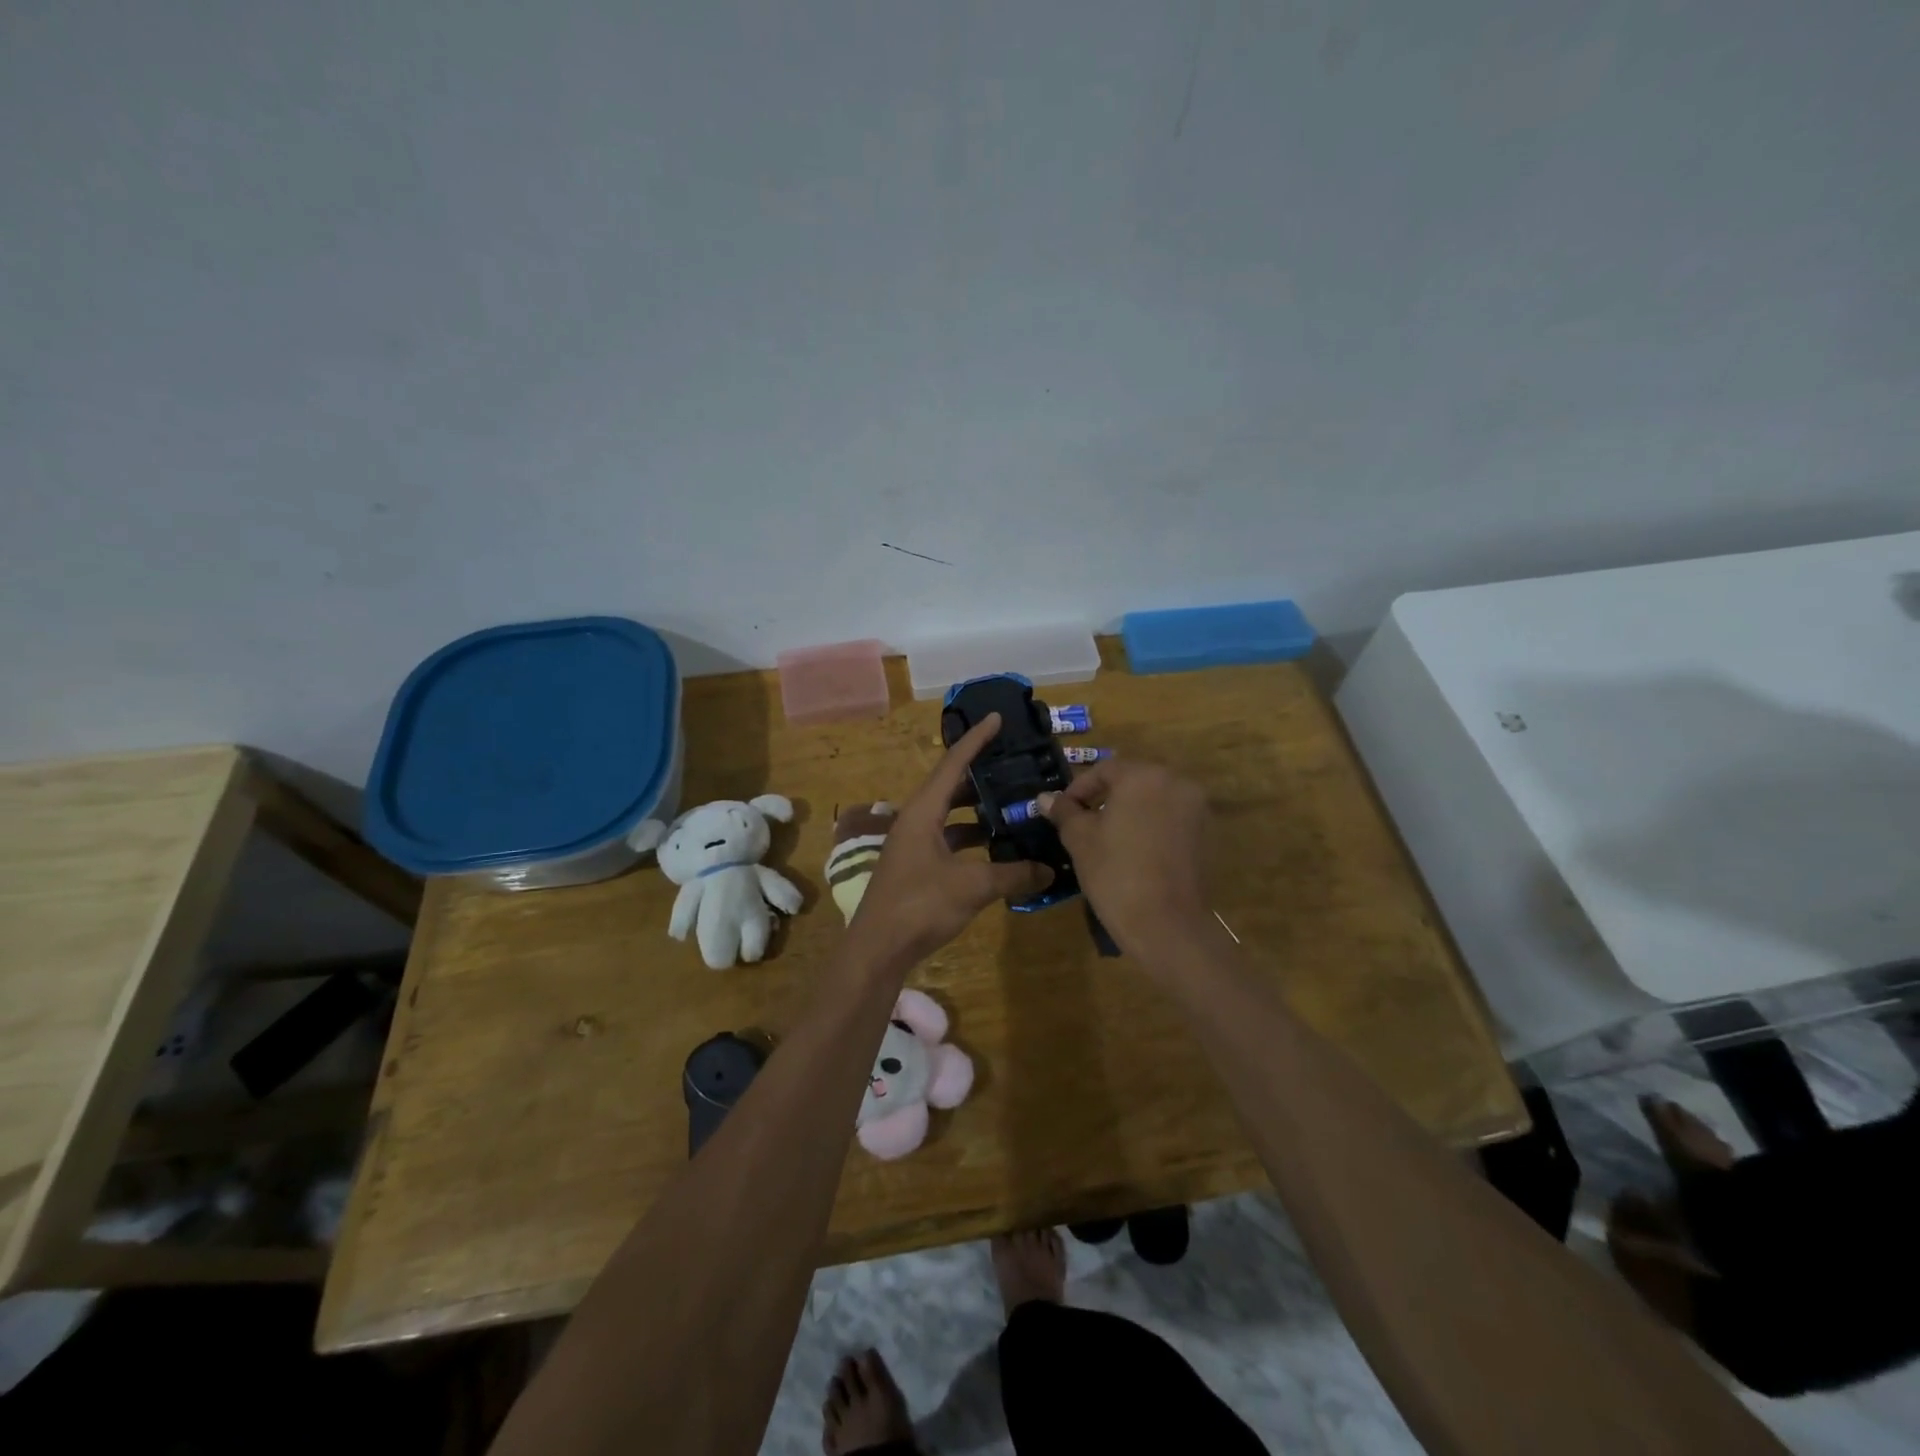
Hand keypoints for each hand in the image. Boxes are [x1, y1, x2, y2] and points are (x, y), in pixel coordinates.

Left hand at [849, 713, 1053, 969]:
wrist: (877, 949)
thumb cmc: (920, 905)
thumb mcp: (972, 887)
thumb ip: (1013, 874)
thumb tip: (1049, 869)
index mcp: (923, 811)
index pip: (953, 763)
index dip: (976, 739)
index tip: (996, 717)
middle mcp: (916, 820)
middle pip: (951, 786)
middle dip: (982, 776)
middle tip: (1014, 766)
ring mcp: (914, 845)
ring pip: (950, 816)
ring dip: (978, 811)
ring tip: (1013, 806)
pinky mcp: (917, 867)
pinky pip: (949, 840)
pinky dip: (972, 839)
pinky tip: (996, 848)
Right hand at [1039, 759, 1212, 962]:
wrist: (1166, 924)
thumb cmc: (1115, 873)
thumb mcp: (1080, 839)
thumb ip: (1064, 812)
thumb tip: (1045, 798)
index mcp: (1143, 775)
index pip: (1104, 770)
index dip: (1079, 789)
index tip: (1062, 811)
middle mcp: (1176, 781)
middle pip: (1132, 780)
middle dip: (1106, 797)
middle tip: (1082, 822)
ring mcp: (1197, 807)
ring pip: (1154, 799)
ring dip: (1130, 810)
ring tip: (1107, 837)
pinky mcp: (1206, 833)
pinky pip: (1171, 818)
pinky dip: (1151, 825)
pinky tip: (1135, 850)